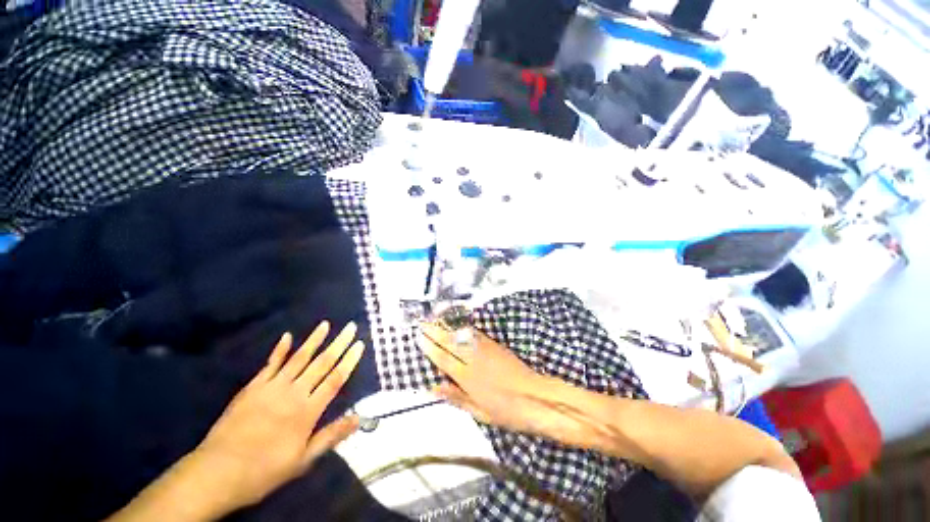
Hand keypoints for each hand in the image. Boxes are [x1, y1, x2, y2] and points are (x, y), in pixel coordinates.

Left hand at [189, 321, 364, 512]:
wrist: (218, 472)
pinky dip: (280, 349)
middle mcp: (294, 393)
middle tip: (350, 327)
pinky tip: (287, 336)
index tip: (360, 345)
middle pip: (321, 363)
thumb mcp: (303, 460)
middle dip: (339, 344)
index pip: (335, 380)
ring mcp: (272, 387)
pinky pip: (270, 364)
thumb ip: (331, 436)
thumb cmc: (265, 470)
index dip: (349, 361)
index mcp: (308, 411)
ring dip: (314, 340)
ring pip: (299, 358)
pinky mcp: (253, 387)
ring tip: (326, 324)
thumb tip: (359, 418)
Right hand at [419, 322, 561, 435]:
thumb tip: (435, 388)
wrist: (536, 398)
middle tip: (423, 322)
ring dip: (447, 326)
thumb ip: (456, 397)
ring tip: (436, 319)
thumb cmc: (507, 411)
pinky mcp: (496, 345)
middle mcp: (474, 360)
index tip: (419, 338)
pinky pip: (477, 335)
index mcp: (467, 378)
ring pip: (462, 335)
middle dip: (435, 331)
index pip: (443, 359)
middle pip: (450, 343)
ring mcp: (486, 350)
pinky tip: (460, 325)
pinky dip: (465, 329)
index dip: (429, 347)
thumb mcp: (479, 412)